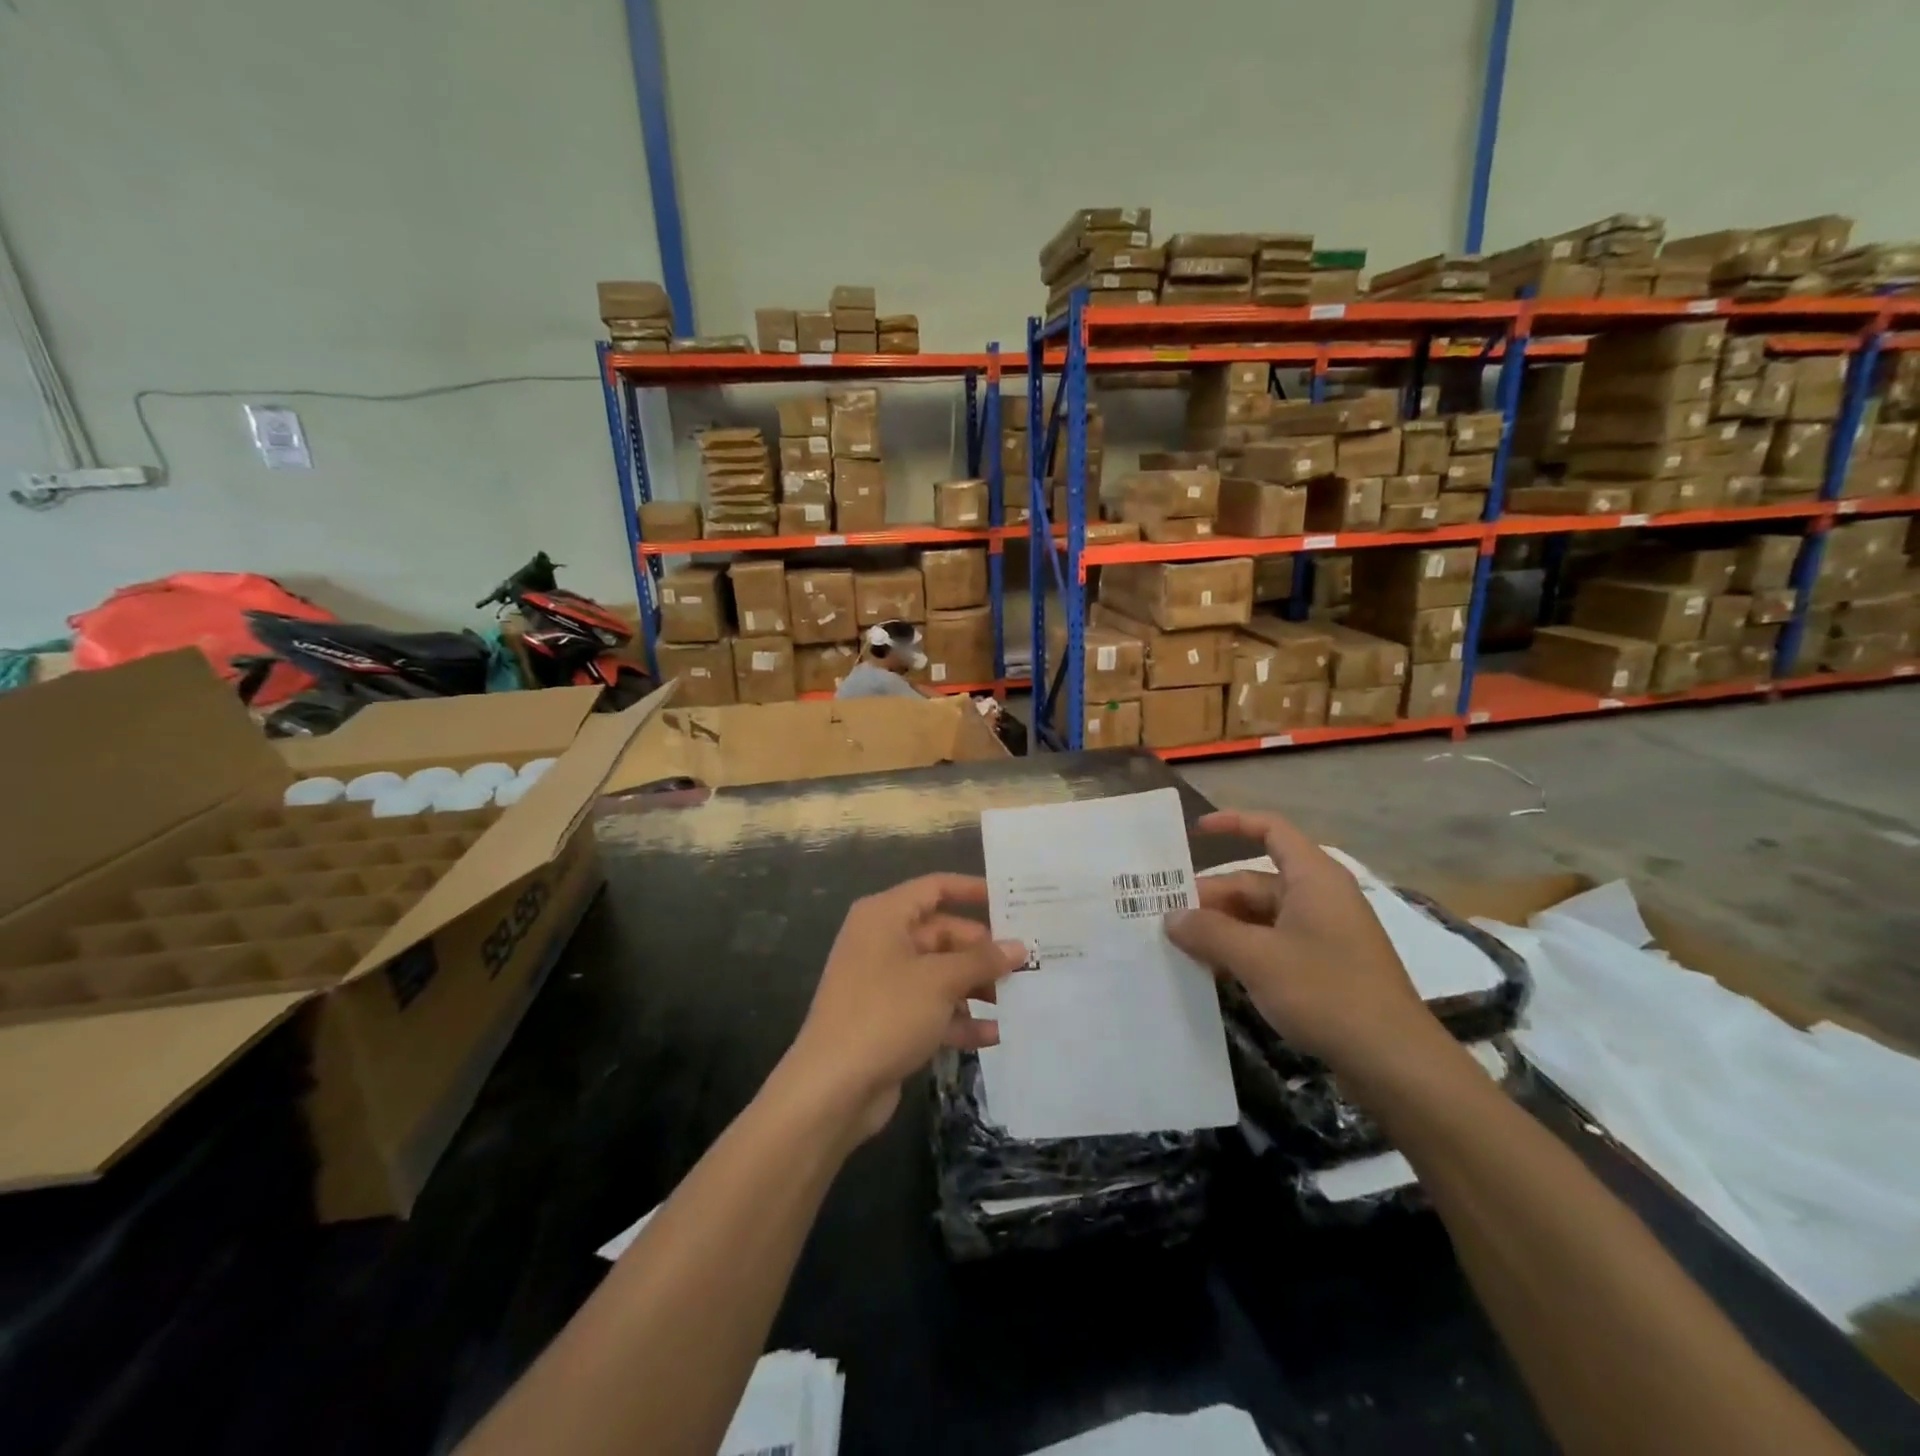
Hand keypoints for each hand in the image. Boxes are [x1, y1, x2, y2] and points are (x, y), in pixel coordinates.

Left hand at [786, 875, 1024, 1140]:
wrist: (832, 1088)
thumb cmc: (886, 1014)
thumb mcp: (940, 981)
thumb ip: (982, 961)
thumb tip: (1019, 947)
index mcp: (885, 916)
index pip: (935, 887)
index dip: (973, 890)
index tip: (1012, 901)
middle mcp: (883, 942)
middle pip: (943, 934)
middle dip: (983, 951)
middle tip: (1027, 963)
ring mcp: (884, 983)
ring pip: (940, 974)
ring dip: (976, 987)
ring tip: (1020, 1000)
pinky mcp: (889, 1021)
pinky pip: (932, 1009)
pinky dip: (959, 1019)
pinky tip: (994, 1034)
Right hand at [1166, 809, 1437, 1070]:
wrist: (1396, 1063)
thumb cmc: (1326, 992)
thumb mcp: (1256, 958)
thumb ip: (1208, 932)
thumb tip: (1171, 917)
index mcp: (1313, 878)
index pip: (1270, 830)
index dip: (1232, 824)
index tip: (1195, 832)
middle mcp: (1319, 897)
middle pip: (1255, 882)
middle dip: (1212, 897)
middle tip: (1168, 918)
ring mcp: (1325, 933)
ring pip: (1261, 916)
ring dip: (1223, 928)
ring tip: (1182, 946)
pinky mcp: (1326, 966)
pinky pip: (1274, 944)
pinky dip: (1243, 950)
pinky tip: (1215, 972)